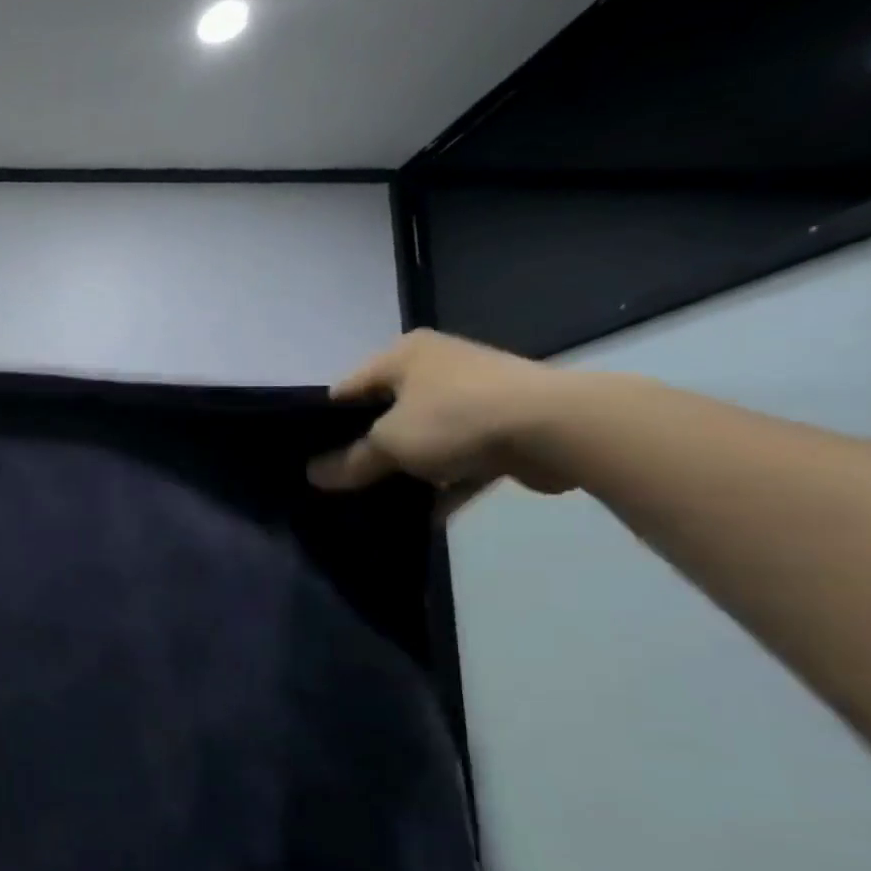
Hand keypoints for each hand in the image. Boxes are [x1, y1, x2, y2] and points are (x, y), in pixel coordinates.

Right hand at [307, 330, 574, 511]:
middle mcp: (438, 367)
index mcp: (404, 356)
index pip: (347, 389)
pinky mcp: (505, 427)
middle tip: (341, 481)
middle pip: (386, 414)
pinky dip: (446, 483)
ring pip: (425, 438)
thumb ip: (350, 461)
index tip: (311, 457)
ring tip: (379, 501)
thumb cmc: (455, 418)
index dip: (325, 423)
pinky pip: (461, 458)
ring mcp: (475, 396)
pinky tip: (426, 515)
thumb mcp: (388, 443)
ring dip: (408, 469)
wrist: (559, 428)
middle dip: (367, 449)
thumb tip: (313, 476)